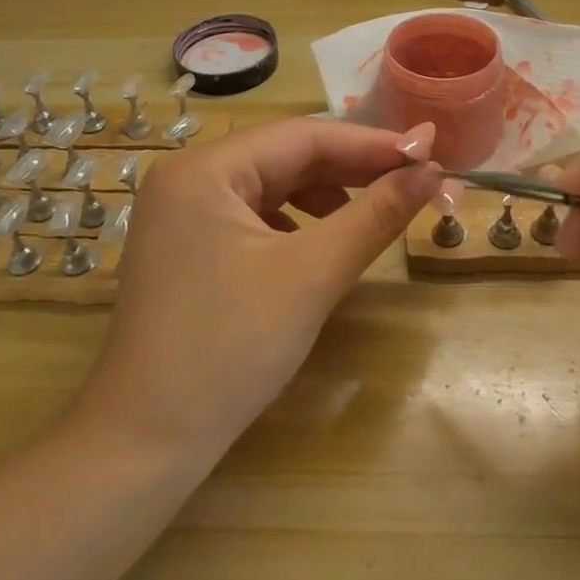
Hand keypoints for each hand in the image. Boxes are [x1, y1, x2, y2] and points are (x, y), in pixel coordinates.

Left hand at [72, 118, 441, 461]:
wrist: (146, 444)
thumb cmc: (230, 348)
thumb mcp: (312, 275)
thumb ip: (376, 215)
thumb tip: (433, 170)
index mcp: (204, 168)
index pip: (303, 136)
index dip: (371, 144)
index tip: (430, 153)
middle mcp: (187, 177)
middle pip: (286, 157)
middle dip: (352, 170)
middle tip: (415, 182)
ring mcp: (181, 213)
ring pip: (271, 185)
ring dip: (327, 195)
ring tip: (374, 214)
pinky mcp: (186, 246)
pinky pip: (253, 215)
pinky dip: (296, 222)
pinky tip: (322, 244)